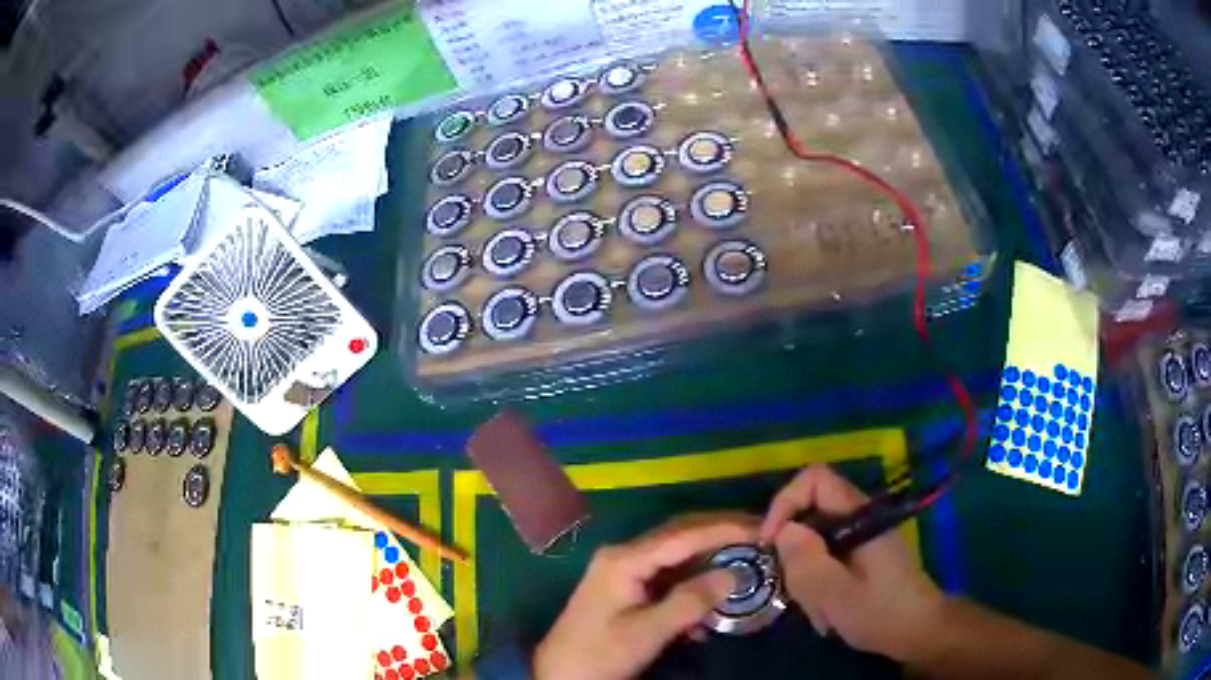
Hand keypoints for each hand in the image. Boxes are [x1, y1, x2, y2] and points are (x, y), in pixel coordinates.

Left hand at [533, 515, 756, 679]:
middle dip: (719, 535)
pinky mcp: (626, 589)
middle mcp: (623, 556)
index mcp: (624, 560)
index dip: (723, 530)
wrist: (559, 674)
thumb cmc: (600, 654)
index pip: (682, 535)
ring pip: (675, 556)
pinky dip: (692, 585)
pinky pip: (667, 578)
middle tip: (759, 537)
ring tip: (744, 564)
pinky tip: (708, 607)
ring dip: (708, 561)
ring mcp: (623, 571)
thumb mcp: (647, 633)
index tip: (761, 529)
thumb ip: (690, 602)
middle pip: (679, 536)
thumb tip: (733, 573)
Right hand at [759, 466, 943, 661]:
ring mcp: (862, 536)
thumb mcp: (836, 595)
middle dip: (792, 546)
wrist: (919, 631)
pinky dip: (817, 578)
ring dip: (804, 569)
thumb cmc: (880, 613)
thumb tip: (782, 531)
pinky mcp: (862, 554)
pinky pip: (827, 554)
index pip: (815, 479)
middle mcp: (860, 517)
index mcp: (859, 516)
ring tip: (813, 605)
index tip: (771, 543)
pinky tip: (825, 609)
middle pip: (810, 509)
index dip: (785, 502)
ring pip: (816, 536)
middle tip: (790, 584)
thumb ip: (807, 562)